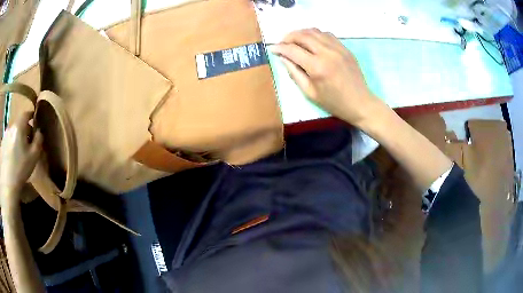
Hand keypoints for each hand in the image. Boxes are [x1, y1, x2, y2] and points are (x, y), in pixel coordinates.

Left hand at [1, 113, 42, 200]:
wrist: (8, 184)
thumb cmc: (21, 169)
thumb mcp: (34, 156)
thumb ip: (38, 140)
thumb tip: (39, 131)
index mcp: (19, 125)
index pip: (26, 113)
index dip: (31, 115)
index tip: (35, 121)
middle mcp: (11, 126)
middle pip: (19, 123)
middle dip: (24, 130)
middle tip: (27, 142)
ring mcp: (5, 136)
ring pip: (12, 132)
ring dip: (16, 138)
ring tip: (18, 152)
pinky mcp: (2, 145)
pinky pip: (7, 141)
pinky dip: (10, 145)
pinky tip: (11, 158)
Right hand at [271, 28, 384, 126]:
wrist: (360, 103)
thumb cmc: (334, 103)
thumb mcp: (310, 93)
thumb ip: (294, 73)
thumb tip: (283, 58)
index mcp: (317, 67)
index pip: (293, 50)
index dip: (280, 48)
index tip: (273, 48)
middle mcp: (327, 52)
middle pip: (303, 35)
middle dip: (289, 37)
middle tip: (282, 43)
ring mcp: (338, 48)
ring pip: (315, 31)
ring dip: (301, 33)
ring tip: (295, 40)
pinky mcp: (345, 48)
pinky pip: (327, 34)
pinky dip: (315, 35)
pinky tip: (312, 41)